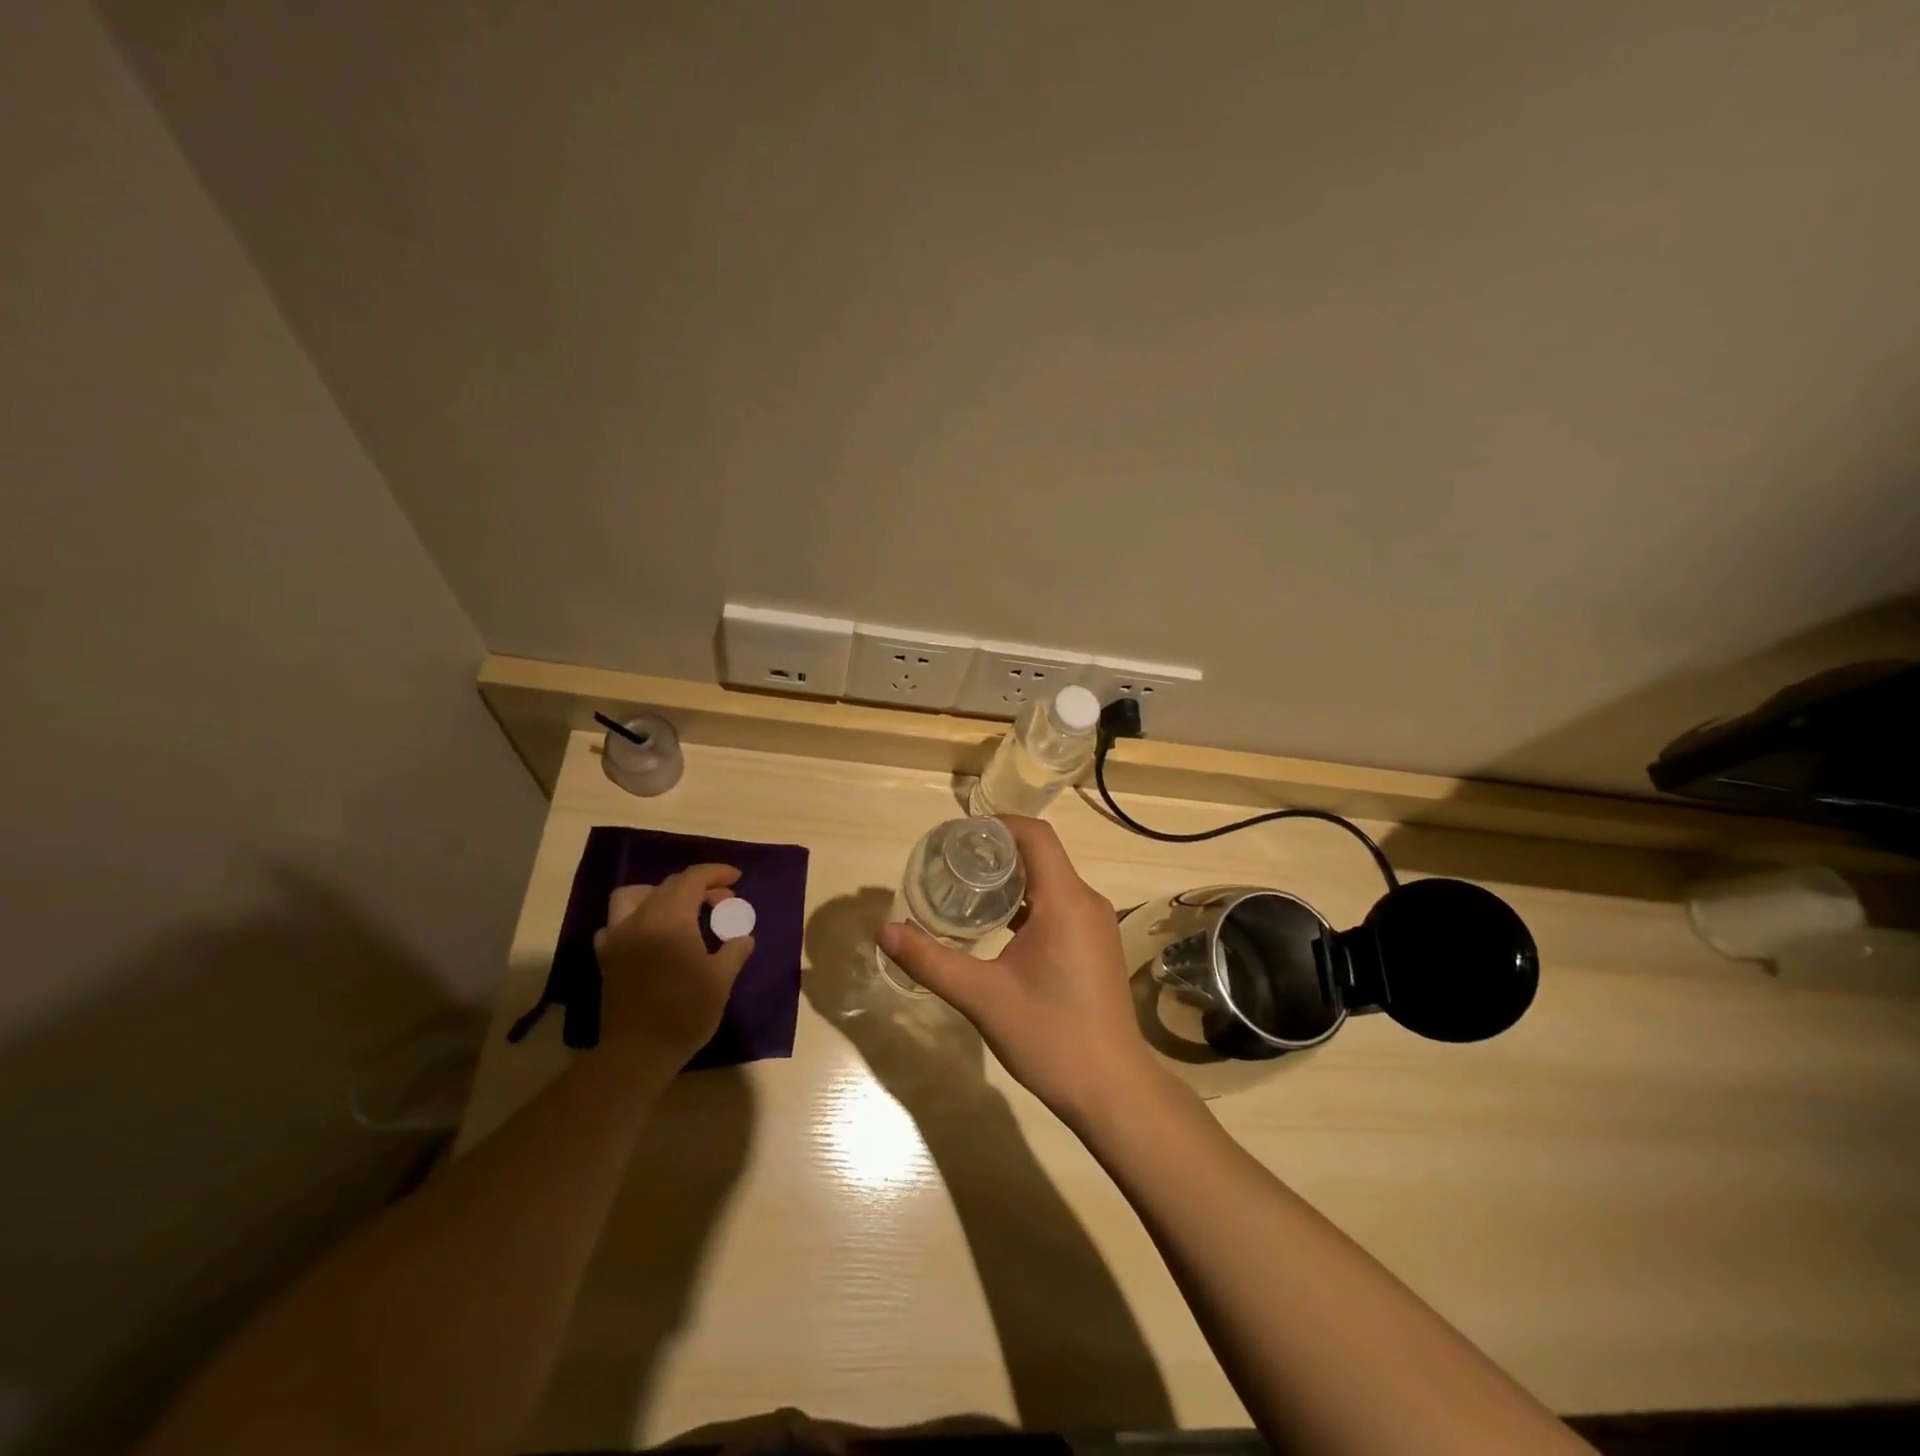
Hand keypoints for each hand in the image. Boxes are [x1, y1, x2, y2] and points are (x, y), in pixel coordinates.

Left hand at [593, 864, 754, 1059]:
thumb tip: (743, 936)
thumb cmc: (686, 1012)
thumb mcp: (722, 979)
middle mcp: (641, 918)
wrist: (638, 1052)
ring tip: (678, 909)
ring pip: (634, 895)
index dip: (716, 872)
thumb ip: (735, 949)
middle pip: (669, 885)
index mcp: (672, 919)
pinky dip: (634, 919)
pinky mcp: (607, 957)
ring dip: (659, 893)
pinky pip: (616, 923)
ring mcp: (618, 936)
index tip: (736, 878)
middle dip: (699, 886)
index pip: (693, 878)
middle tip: (722, 902)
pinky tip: (649, 934)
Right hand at [876, 817, 1161, 1126]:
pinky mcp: (1096, 945)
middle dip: (996, 852)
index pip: (1035, 835)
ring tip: (967, 891)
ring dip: (1012, 879)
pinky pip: (1060, 905)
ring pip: (1051, 881)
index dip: (997, 825)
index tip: (958, 835)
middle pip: (1041, 855)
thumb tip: (884, 930)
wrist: (1112, 1091)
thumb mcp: (982, 997)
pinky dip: (1028, 904)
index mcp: (1065, 901)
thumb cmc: (1050, 1037)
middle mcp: (1086, 902)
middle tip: (951, 864)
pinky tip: (998, 928)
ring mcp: (1096, 925)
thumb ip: (931, 961)